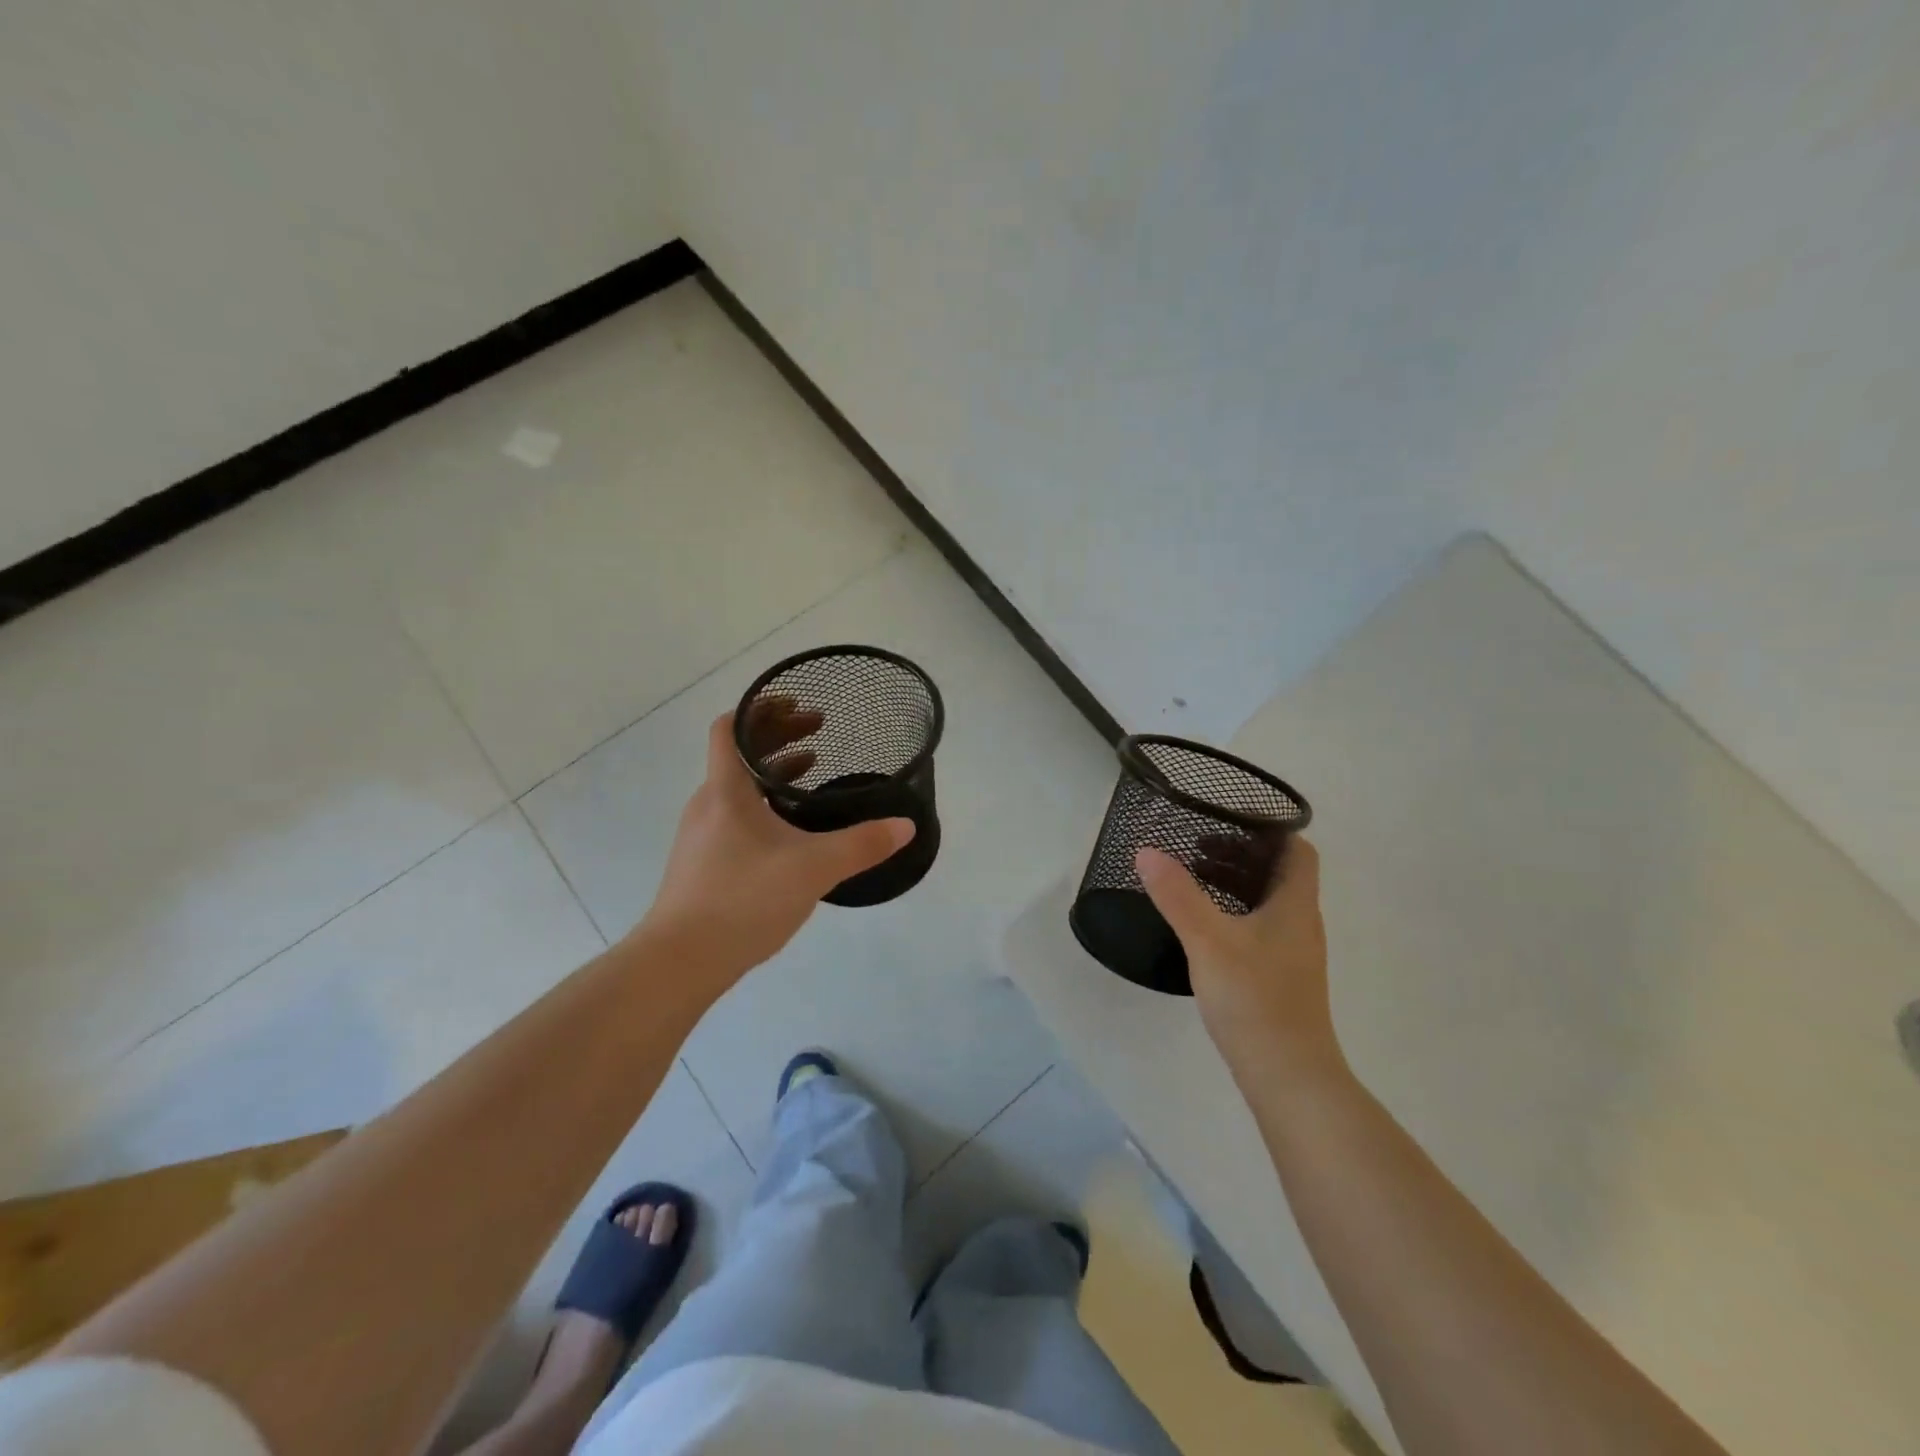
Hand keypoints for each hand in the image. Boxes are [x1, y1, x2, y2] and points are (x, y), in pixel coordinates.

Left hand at [634, 703, 913, 981]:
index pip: (731, 727)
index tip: (798, 704)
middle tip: (819, 731)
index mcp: (726, 790)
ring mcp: (701, 835)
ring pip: (738, 786)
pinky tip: (791, 828)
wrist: (680, 961)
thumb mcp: (813, 868)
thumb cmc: (743, 899)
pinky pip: (735, 814)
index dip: (761, 708)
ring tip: (811, 770)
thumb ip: (862, 844)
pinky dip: (764, 803)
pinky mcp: (702, 863)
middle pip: (739, 753)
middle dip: (779, 737)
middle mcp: (708, 804)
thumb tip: (905, 826)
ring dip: (773, 771)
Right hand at [1135, 835, 1346, 1091]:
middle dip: (1241, 855)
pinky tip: (1204, 928)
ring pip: (1268, 903)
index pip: (1298, 851)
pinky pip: (1260, 928)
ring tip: (1193, 880)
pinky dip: (1235, 913)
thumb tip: (1147, 851)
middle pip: (1279, 874)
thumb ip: (1177, 895)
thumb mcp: (1208, 940)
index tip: (1230, 821)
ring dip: (1236, 885)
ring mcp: (1293, 953)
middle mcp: (1301, 923)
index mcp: (1294, 905)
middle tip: (1197, 847)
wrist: (1288, 1076)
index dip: (1271, 831)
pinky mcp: (1281, 978)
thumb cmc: (1254, 999)